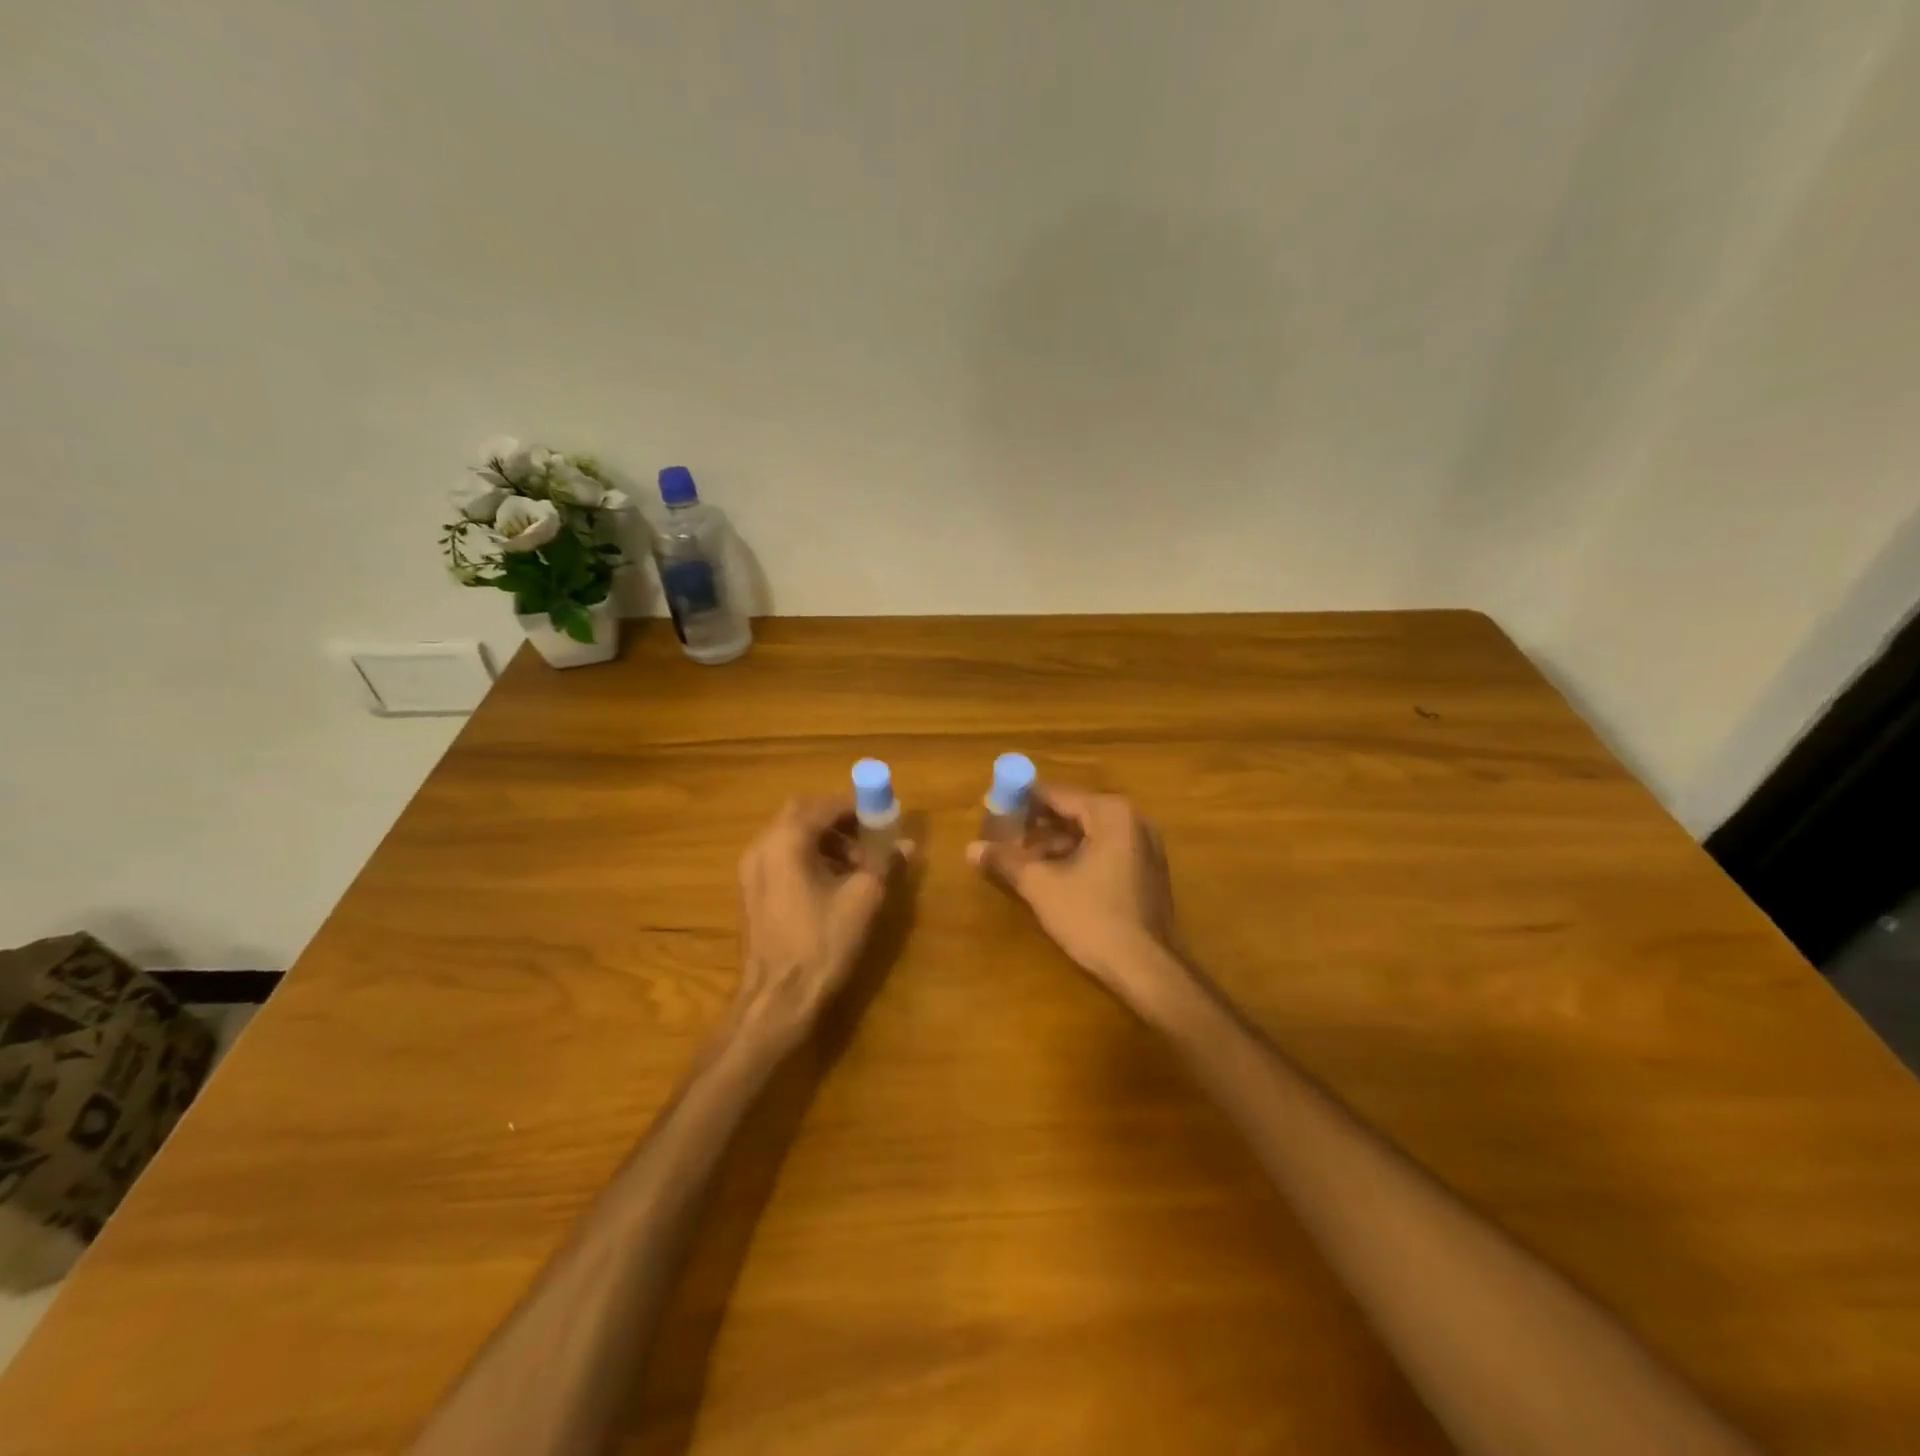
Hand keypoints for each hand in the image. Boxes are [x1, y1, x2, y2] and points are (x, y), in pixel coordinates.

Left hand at [733, 797, 910, 1044]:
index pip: (823, 805)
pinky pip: (780, 856)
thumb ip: (885, 864)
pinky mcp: (751, 892)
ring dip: (824, 839)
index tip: (882, 815)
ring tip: (856, 864)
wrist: (778, 999)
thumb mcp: (864, 899)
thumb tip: (907, 845)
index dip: (855, 806)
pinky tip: (832, 882)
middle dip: (837, 819)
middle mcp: (762, 846)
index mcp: (786, 841)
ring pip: (789, 835)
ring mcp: (751, 870)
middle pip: (801, 814)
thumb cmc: (822, 943)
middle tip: (868, 834)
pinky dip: (808, 856)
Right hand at [968, 787, 1183, 1000]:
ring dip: (1053, 845)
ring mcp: (1144, 845)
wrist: (1148, 969)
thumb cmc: (1094, 918)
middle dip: (1036, 826)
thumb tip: (971, 848)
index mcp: (1110, 813)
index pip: (1055, 794)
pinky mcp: (1147, 870)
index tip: (991, 810)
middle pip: (1072, 811)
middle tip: (1002, 839)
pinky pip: (1103, 851)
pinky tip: (1051, 878)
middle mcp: (1132, 819)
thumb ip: (1006, 861)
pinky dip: (1076, 858)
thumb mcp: (1042, 887)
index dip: (1020, 801)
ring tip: (1020, 863)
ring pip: (1087, 834)